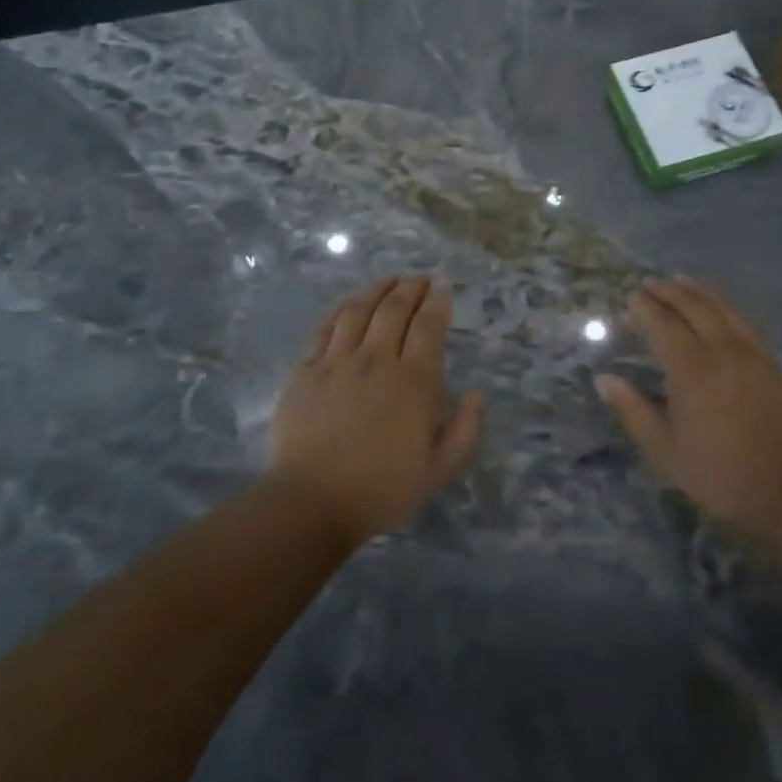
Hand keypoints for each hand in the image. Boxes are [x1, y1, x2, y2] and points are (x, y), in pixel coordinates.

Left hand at [268, 276, 484, 543]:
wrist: (312, 503)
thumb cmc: (382, 490)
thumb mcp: (439, 470)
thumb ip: (465, 430)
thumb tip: (477, 394)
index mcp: (414, 382)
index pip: (428, 326)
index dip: (437, 302)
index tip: (442, 289)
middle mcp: (377, 361)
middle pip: (394, 310)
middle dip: (411, 288)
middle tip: (420, 279)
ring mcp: (337, 362)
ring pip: (359, 311)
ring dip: (377, 290)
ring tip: (389, 281)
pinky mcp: (305, 371)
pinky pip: (326, 328)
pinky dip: (342, 309)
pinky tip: (350, 303)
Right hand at [596, 279, 781, 536]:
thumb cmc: (718, 472)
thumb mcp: (664, 450)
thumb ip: (633, 410)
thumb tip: (604, 380)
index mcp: (691, 368)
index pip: (663, 325)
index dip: (645, 308)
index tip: (631, 298)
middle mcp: (722, 349)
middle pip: (694, 306)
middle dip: (669, 291)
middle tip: (650, 284)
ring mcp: (751, 352)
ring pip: (722, 307)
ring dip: (698, 290)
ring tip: (681, 281)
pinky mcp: (771, 361)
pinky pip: (745, 320)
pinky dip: (726, 305)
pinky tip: (720, 306)